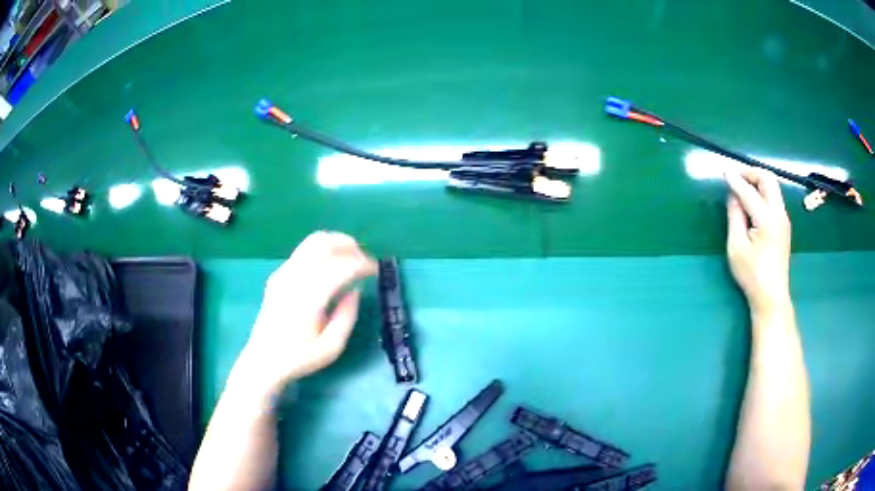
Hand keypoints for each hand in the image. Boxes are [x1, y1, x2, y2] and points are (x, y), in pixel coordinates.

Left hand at [234, 231, 376, 393]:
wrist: (263, 360)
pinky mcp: (278, 274)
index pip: (339, 265)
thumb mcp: (332, 347)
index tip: (376, 270)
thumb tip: (354, 290)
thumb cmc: (299, 358)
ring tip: (350, 258)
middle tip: (365, 261)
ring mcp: (283, 273)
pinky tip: (330, 268)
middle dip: (349, 245)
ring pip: (312, 242)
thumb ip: (347, 316)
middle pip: (323, 243)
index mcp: (308, 297)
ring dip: (336, 243)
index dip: (362, 263)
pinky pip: (303, 252)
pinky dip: (322, 251)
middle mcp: (294, 278)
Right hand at [725, 168, 791, 316]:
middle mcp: (779, 213)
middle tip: (736, 178)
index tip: (723, 172)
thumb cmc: (752, 275)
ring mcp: (784, 219)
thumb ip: (735, 216)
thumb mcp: (736, 246)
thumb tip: (733, 195)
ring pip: (772, 187)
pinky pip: (774, 198)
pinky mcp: (784, 225)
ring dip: (757, 181)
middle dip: (751, 173)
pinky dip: (762, 192)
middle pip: (768, 179)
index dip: (735, 180)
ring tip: (742, 188)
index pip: (749, 191)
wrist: (771, 297)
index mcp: (767, 219)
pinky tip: (752, 203)